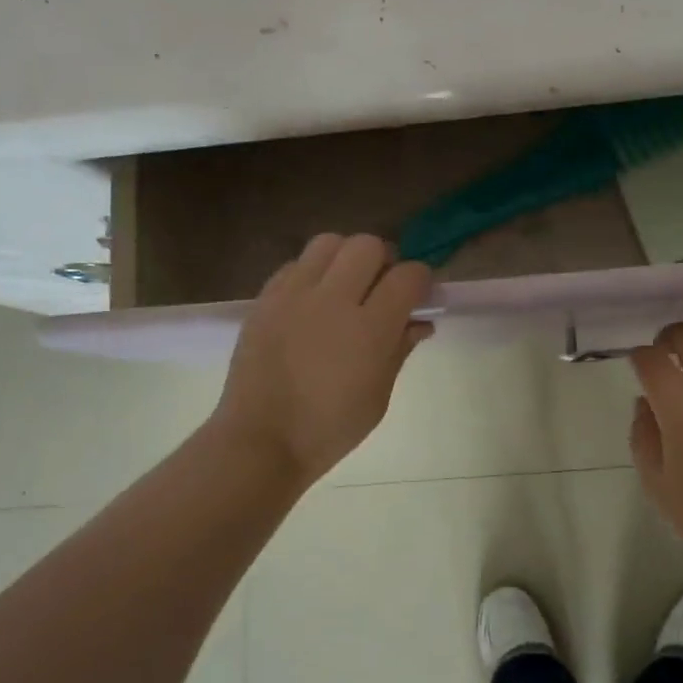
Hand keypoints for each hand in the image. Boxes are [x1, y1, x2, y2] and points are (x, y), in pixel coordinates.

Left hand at [211, 233, 433, 486]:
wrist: (261, 440)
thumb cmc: (330, 428)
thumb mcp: (379, 395)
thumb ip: (400, 349)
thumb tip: (420, 322)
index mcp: (368, 328)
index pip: (408, 276)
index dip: (421, 281)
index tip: (419, 296)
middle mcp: (332, 300)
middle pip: (368, 245)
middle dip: (384, 260)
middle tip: (382, 287)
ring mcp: (294, 295)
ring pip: (329, 242)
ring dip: (346, 257)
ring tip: (345, 286)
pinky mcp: (265, 298)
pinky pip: (296, 264)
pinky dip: (313, 273)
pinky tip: (313, 302)